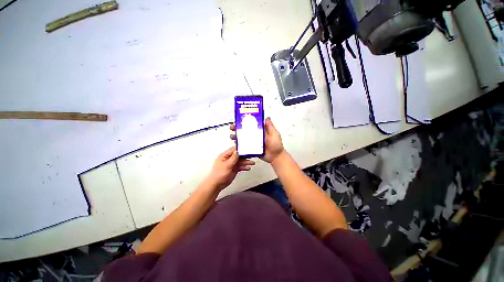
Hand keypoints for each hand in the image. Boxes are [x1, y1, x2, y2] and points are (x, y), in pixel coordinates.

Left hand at [205, 146, 254, 190]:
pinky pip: (240, 166)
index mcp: (225, 156)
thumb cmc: (219, 174)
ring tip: (252, 163)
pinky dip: (244, 167)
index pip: (233, 150)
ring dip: (246, 162)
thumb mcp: (227, 165)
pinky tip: (248, 168)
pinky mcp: (234, 169)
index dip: (240, 149)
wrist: (217, 184)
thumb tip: (237, 151)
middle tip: (252, 155)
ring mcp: (231, 164)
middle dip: (245, 156)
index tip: (247, 148)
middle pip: (238, 155)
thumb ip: (233, 158)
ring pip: (240, 161)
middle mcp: (228, 159)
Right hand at [230, 117, 284, 163]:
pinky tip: (236, 144)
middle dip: (238, 129)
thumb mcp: (274, 134)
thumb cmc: (276, 145)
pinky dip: (240, 145)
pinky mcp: (252, 148)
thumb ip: (270, 126)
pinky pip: (245, 146)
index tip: (239, 120)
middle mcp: (256, 136)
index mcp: (260, 131)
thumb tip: (266, 118)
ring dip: (237, 137)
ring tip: (232, 136)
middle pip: (245, 131)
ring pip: (243, 138)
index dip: (245, 122)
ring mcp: (253, 142)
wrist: (276, 156)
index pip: (251, 125)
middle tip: (233, 127)